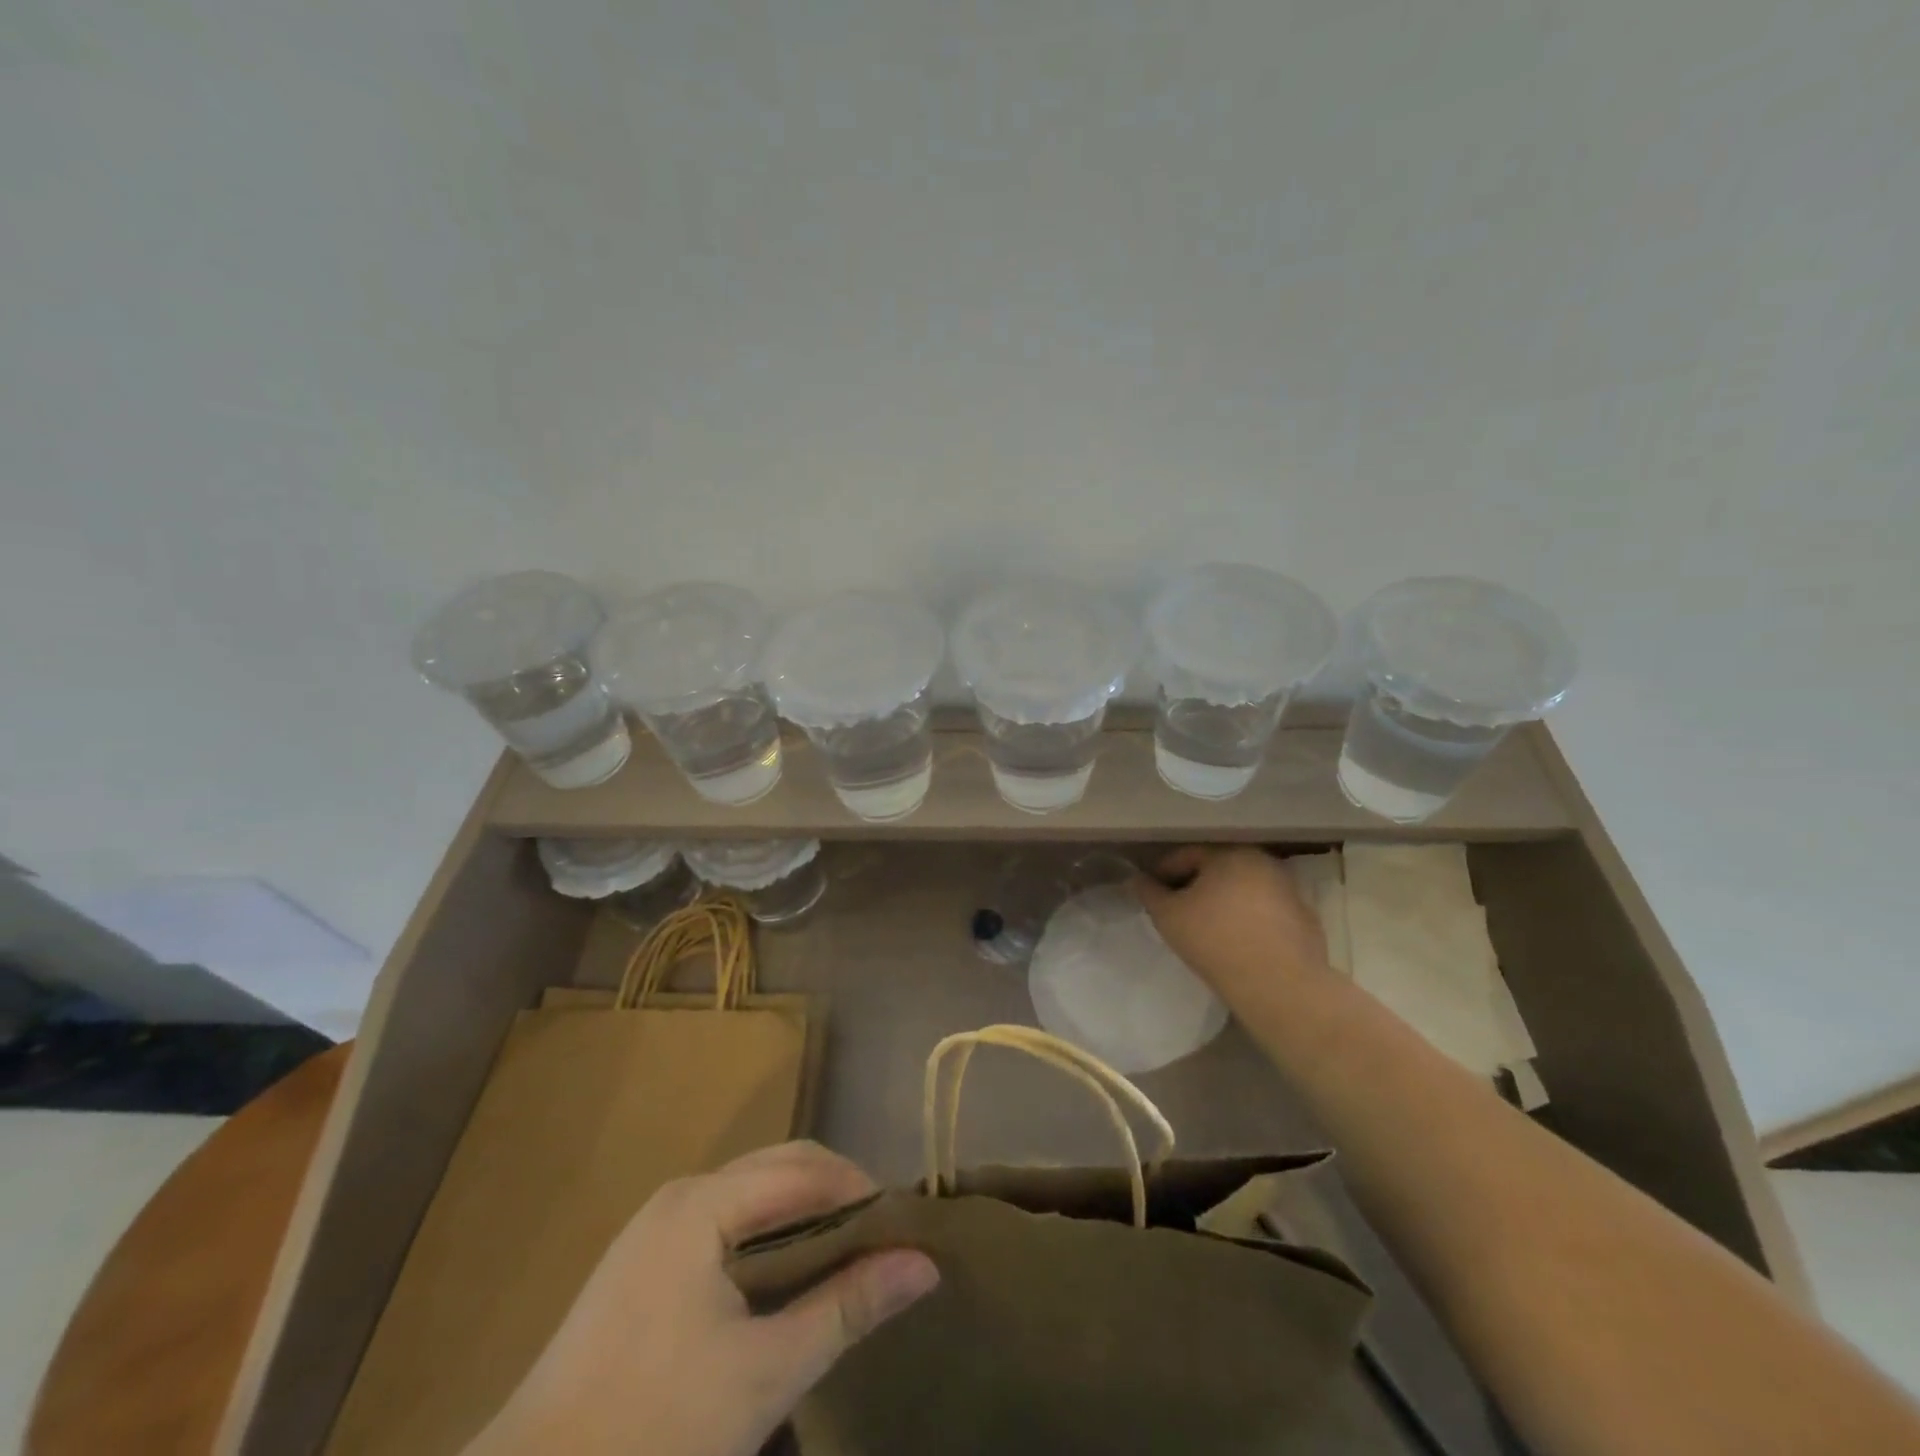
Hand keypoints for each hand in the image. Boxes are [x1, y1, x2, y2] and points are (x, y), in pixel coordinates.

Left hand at [468, 1141, 938, 1455]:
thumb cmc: (652, 1432)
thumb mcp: (765, 1371)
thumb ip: (848, 1307)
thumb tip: (924, 1265)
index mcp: (704, 1203)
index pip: (806, 1170)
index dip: (861, 1192)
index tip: (905, 1232)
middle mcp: (681, 1194)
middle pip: (780, 1169)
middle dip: (836, 1196)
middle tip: (881, 1246)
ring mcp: (656, 1226)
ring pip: (752, 1195)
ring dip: (803, 1216)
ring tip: (844, 1262)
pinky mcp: (642, 1262)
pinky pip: (724, 1223)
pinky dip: (767, 1238)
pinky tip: (784, 1284)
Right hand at [1130, 846, 1332, 1007]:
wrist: (1280, 986)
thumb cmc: (1216, 941)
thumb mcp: (1168, 916)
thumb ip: (1149, 893)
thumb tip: (1137, 880)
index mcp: (1230, 853)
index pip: (1186, 855)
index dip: (1162, 873)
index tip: (1151, 895)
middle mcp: (1263, 861)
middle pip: (1217, 869)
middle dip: (1195, 886)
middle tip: (1176, 911)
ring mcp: (1289, 889)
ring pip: (1243, 889)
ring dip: (1223, 902)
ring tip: (1205, 927)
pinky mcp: (1304, 918)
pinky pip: (1265, 911)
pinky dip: (1248, 919)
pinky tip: (1236, 942)